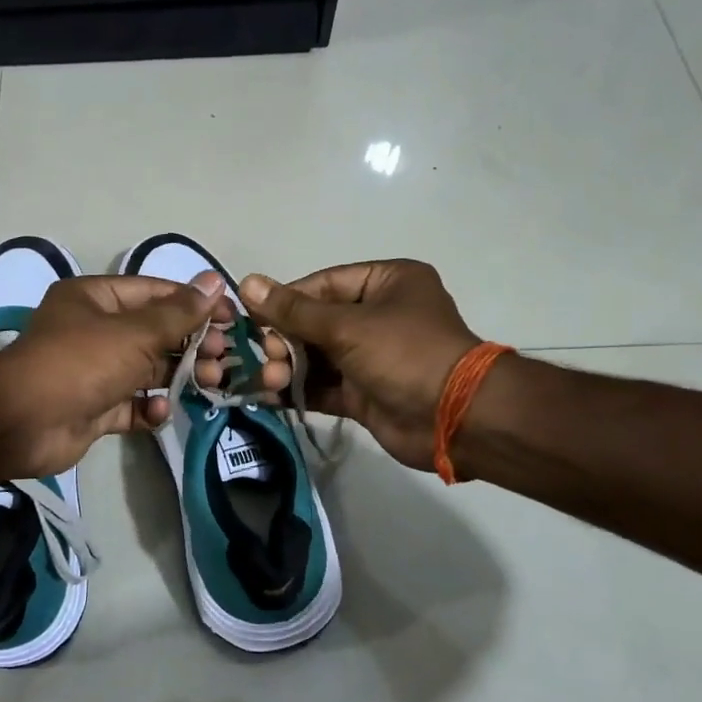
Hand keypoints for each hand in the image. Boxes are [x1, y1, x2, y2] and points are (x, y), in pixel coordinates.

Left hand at [0, 273, 236, 476]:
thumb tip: (214, 282)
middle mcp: (94, 331)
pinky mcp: (94, 408)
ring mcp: (94, 372)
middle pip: (155, 333)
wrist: (22, 422)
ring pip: (147, 370)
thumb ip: (178, 313)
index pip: (155, 292)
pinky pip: (131, 405)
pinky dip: (149, 408)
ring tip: (210, 384)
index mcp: (95, 299)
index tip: (231, 318)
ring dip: (179, 376)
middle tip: (223, 358)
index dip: (195, 303)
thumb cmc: (80, 363)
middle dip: (191, 344)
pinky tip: (160, 410)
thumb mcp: (135, 332)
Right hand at [236, 260, 481, 470]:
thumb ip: (293, 310)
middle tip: (264, 357)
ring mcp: (372, 356)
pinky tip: (271, 397)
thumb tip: (247, 282)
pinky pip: (324, 386)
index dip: (286, 300)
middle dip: (285, 340)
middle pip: (316, 321)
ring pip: (318, 356)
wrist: (455, 419)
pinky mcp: (365, 392)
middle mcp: (379, 315)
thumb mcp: (346, 326)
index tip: (252, 317)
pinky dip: (299, 391)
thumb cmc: (404, 354)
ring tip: (268, 380)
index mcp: (386, 282)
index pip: (324, 284)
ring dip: (289, 367)